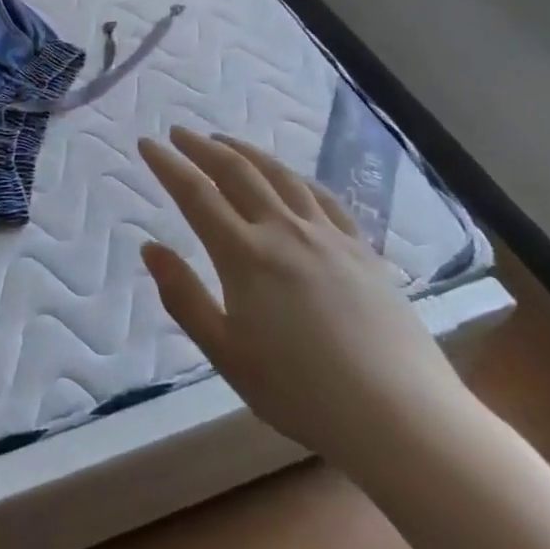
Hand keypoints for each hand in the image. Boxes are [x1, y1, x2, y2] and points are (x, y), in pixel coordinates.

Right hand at [138, 127, 474, 472]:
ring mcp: (328, 236)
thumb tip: (149, 247)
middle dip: (203, 148)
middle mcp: (284, 231)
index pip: (196, 195)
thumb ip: (184, 298)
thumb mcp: (226, 354)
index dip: (168, 165)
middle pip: (237, 173)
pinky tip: (290, 177)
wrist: (402, 417)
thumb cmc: (302, 393)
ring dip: (246, 152)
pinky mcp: (362, 250)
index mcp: (245, 256)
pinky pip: (323, 198)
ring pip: (281, 176)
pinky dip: (296, 177)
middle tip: (179, 131)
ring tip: (225, 141)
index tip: (147, 143)